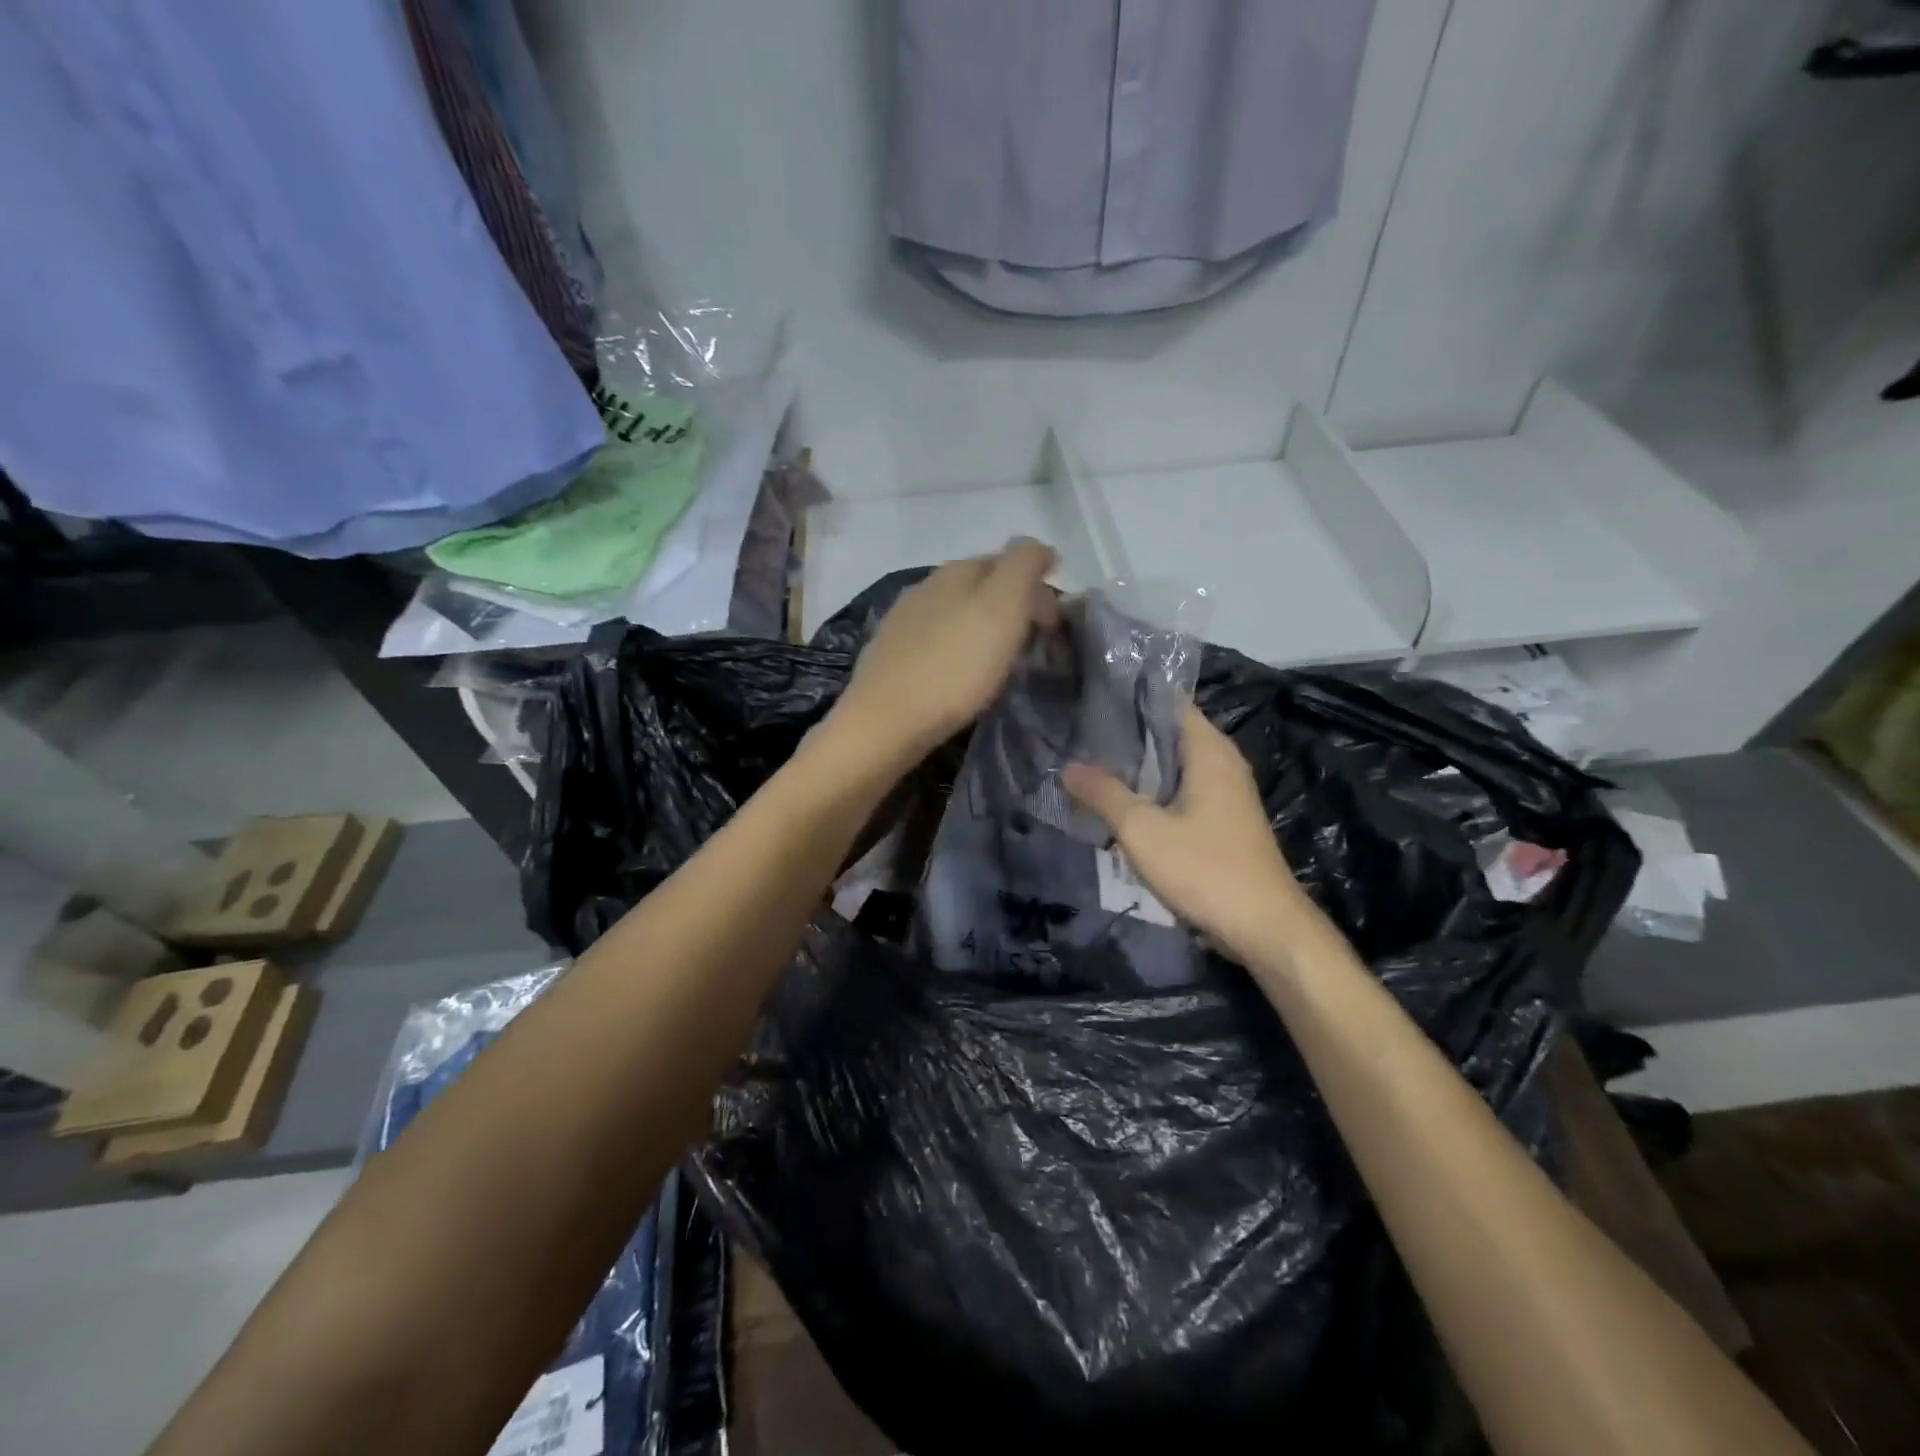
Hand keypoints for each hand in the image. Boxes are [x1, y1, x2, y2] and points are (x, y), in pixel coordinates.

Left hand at [832, 539, 1059, 759]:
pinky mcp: (888, 654)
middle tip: (1033, 638)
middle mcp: (925, 586)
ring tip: (999, 656)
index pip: (1008, 560)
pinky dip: (955, 646)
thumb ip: (1022, 567)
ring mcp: (901, 620)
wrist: (885, 722)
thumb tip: (1038, 547)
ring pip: (954, 609)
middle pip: (979, 584)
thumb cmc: (954, 668)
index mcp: (956, 571)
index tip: (1055, 623)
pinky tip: (958, 669)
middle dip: (1011, 603)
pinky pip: (934, 638)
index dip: (1038, 585)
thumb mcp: (1002, 608)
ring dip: (981, 624)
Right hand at [1064, 704, 1316, 963]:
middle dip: (1126, 732)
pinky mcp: (1222, 820)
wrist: (1264, 928)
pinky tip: (1119, 802)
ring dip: (1136, 765)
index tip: (1090, 695)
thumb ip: (1103, 794)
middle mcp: (1222, 762)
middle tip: (1077, 731)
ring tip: (1089, 761)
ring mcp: (1225, 792)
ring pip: (1173, 765)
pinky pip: (1180, 791)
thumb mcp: (1142, 830)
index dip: (1130, 696)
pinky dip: (1152, 790)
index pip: (1168, 701)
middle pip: (1168, 732)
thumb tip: (1067, 767)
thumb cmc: (1205, 869)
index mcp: (1209, 750)